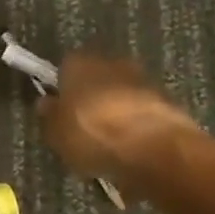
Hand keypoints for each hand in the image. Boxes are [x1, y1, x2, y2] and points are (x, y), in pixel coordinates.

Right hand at [40, 51, 198, 185]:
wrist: (154, 150)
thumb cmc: (93, 136)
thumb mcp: (56, 134)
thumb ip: (49, 116)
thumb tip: (46, 103)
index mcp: (79, 63)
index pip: (65, 68)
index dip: (61, 88)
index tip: (58, 110)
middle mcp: (112, 63)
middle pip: (96, 78)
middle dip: (90, 97)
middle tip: (81, 126)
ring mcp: (143, 80)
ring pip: (120, 94)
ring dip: (115, 111)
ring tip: (107, 142)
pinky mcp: (168, 102)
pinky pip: (141, 112)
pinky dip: (135, 125)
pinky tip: (129, 148)